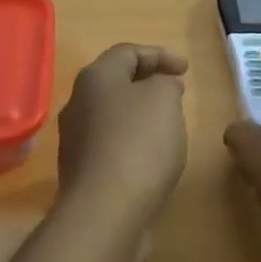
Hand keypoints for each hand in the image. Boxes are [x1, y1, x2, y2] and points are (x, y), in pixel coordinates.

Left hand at [56, 44, 189, 228]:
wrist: (105, 209)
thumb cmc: (139, 143)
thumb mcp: (164, 100)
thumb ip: (165, 83)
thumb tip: (159, 87)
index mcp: (96, 77)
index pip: (127, 52)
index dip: (159, 55)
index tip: (185, 70)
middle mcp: (77, 103)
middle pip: (115, 82)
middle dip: (147, 82)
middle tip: (175, 92)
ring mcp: (74, 139)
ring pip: (111, 114)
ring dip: (138, 113)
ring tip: (166, 124)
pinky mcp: (80, 170)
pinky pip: (109, 144)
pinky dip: (131, 140)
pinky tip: (150, 157)